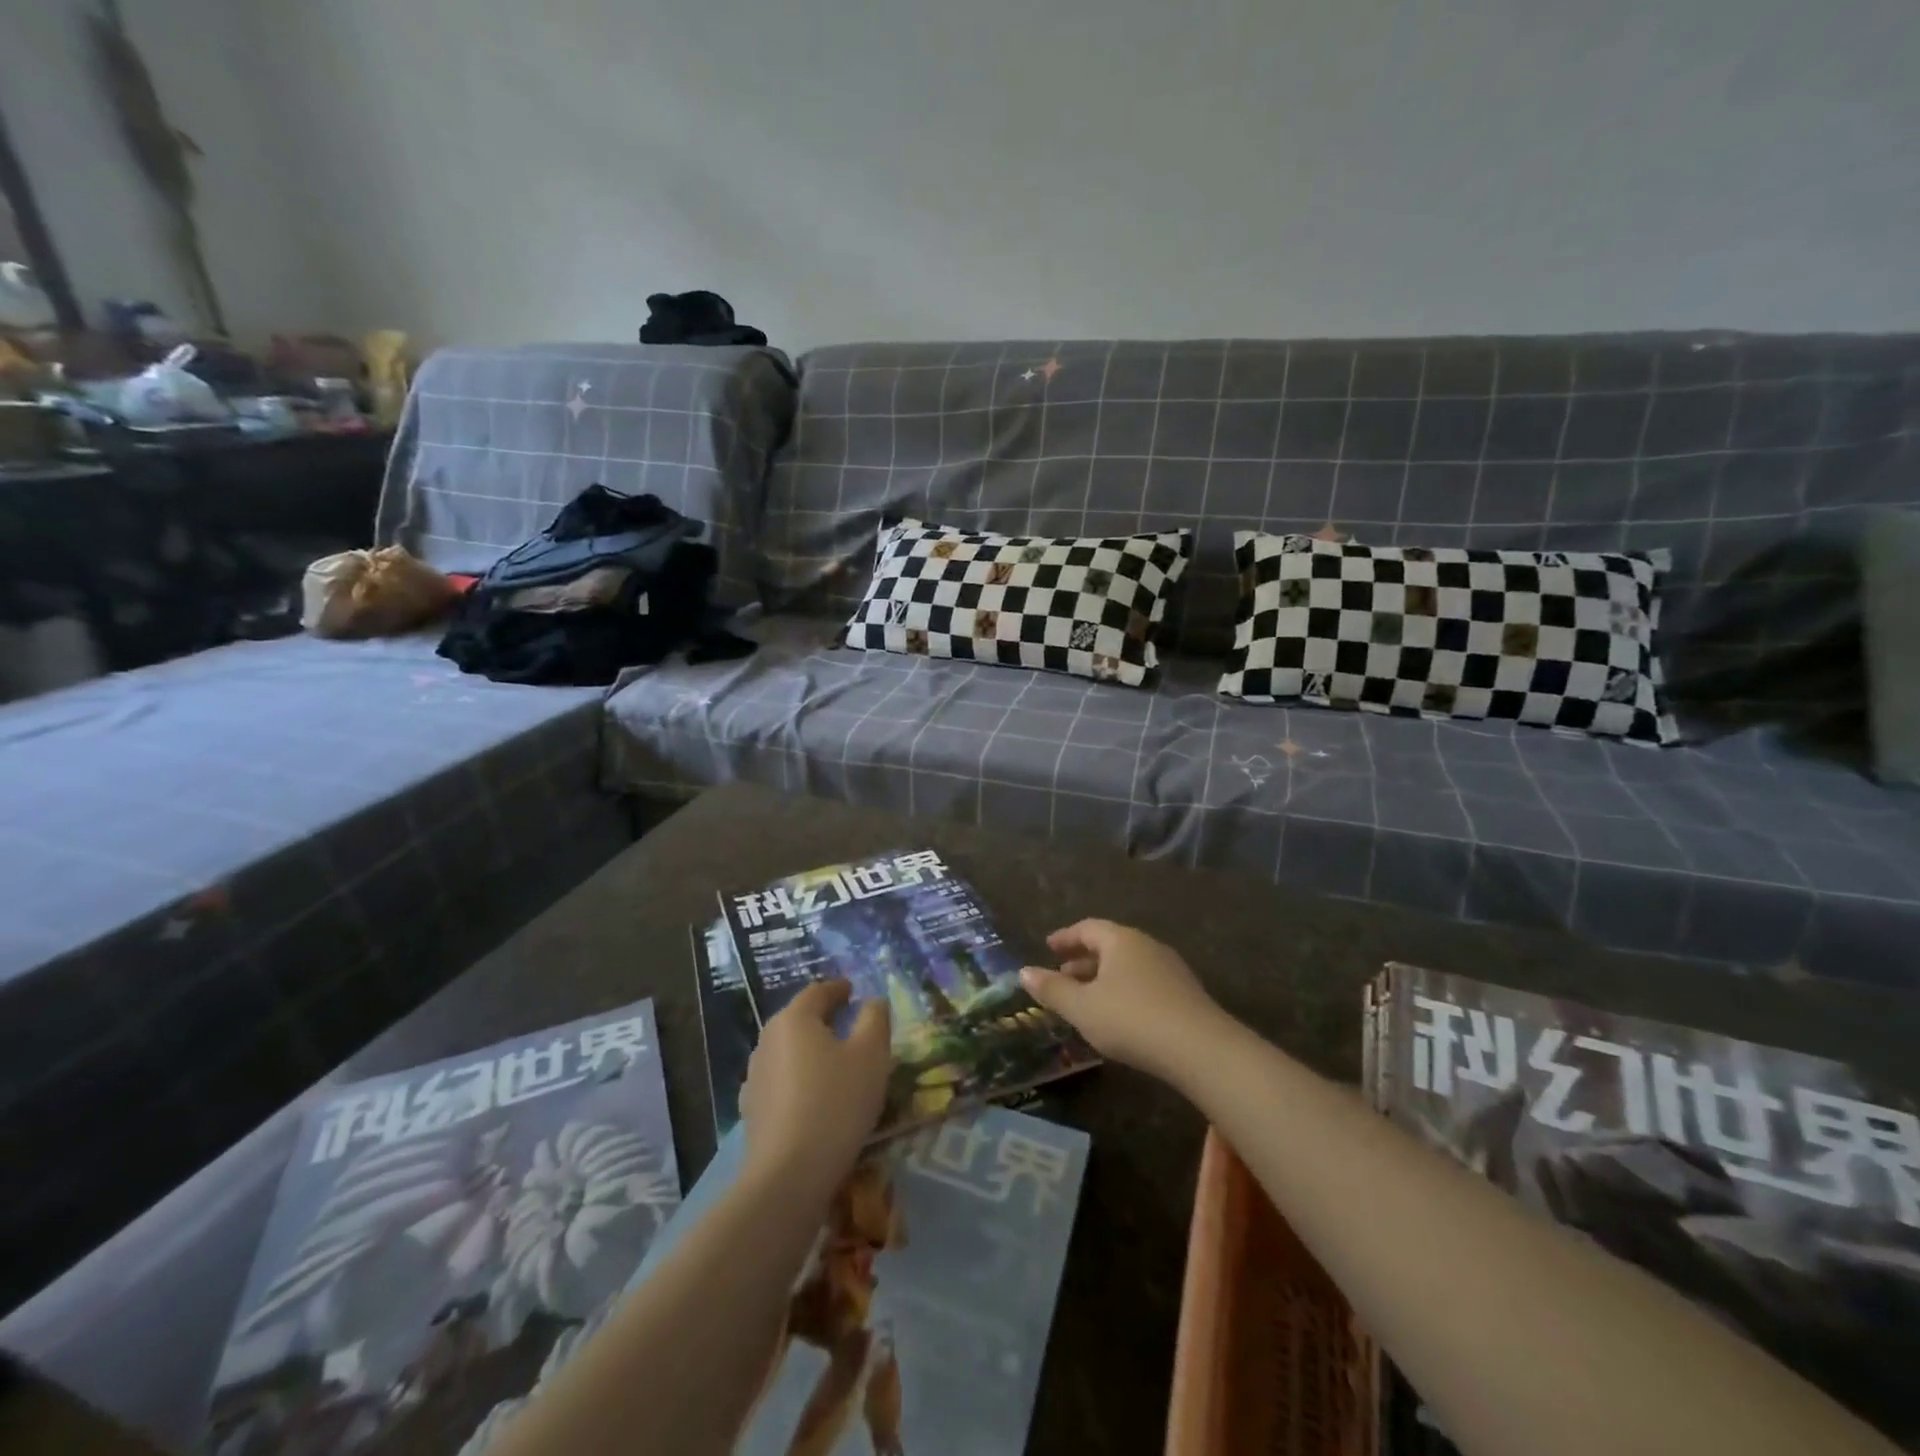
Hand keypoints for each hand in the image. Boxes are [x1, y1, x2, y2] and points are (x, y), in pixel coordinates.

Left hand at [739, 980, 892, 1198]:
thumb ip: (875, 1019)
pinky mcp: (752, 1110)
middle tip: (848, 1022)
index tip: (853, 990)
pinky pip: (780, 1081)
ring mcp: (754, 1076)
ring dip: (809, 1050)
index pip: (818, 992)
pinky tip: (812, 1096)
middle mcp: (767, 1039)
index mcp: (794, 1019)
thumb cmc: (836, 1103)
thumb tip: (873, 1001)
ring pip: (788, 1051)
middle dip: (823, 1017)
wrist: (789, 1175)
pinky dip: (798, 1079)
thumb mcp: (871, 1055)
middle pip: (799, 1019)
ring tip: (834, 1061)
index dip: (838, 989)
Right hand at [1020, 920, 1225, 1083]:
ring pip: (1128, 965)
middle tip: (1062, 975)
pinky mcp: (1186, 993)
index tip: (1048, 947)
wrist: (1200, 1048)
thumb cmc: (1132, 1020)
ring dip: (1104, 977)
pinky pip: (1145, 982)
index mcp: (1120, 940)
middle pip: (1109, 945)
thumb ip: (1052, 990)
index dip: (1065, 938)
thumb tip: (1024, 972)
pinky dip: (1124, 990)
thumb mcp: (1083, 1008)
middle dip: (1083, 959)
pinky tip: (1119, 1014)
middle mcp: (1146, 945)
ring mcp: (1170, 968)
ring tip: (1087, 998)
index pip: (1087, 928)